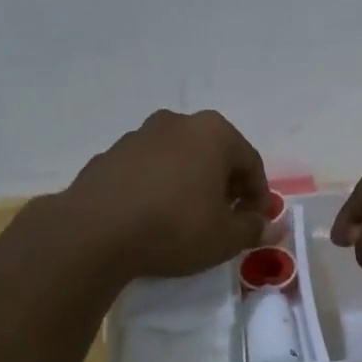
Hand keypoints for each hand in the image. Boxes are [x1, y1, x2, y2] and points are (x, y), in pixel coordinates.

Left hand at [62, 110, 270, 280]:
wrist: (94, 232)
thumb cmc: (174, 228)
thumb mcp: (225, 238)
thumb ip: (253, 229)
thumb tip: (268, 227)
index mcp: (214, 132)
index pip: (251, 163)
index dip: (258, 196)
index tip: (254, 223)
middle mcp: (177, 122)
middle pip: (214, 154)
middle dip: (225, 185)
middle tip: (225, 219)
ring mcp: (139, 135)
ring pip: (179, 159)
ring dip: (190, 183)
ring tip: (186, 219)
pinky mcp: (109, 155)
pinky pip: (147, 170)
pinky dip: (157, 187)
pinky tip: (152, 216)